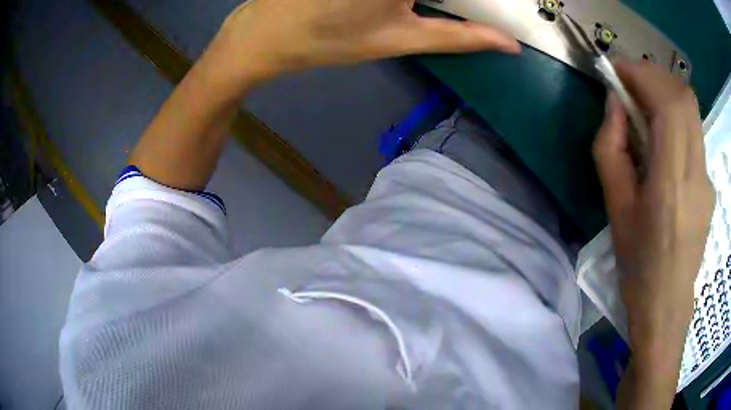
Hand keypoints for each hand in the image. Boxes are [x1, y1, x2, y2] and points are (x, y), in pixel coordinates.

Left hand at [205, 0, 519, 86]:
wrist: (267, 32)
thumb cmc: (329, 39)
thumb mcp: (401, 39)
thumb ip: (460, 36)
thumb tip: (509, 45)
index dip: (488, 2)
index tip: (513, 5)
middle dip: (447, 3)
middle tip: (425, 14)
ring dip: (428, 1)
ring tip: (409, 12)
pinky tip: (404, 5)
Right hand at [593, 62, 713, 407]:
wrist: (666, 306)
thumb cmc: (638, 264)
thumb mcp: (616, 207)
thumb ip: (611, 148)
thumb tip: (614, 103)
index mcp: (671, 184)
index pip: (669, 104)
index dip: (642, 75)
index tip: (617, 70)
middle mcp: (697, 173)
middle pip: (685, 98)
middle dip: (654, 76)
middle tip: (630, 83)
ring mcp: (707, 177)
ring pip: (692, 111)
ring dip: (665, 93)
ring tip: (644, 105)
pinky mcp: (709, 182)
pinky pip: (694, 132)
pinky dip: (675, 116)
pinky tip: (663, 137)